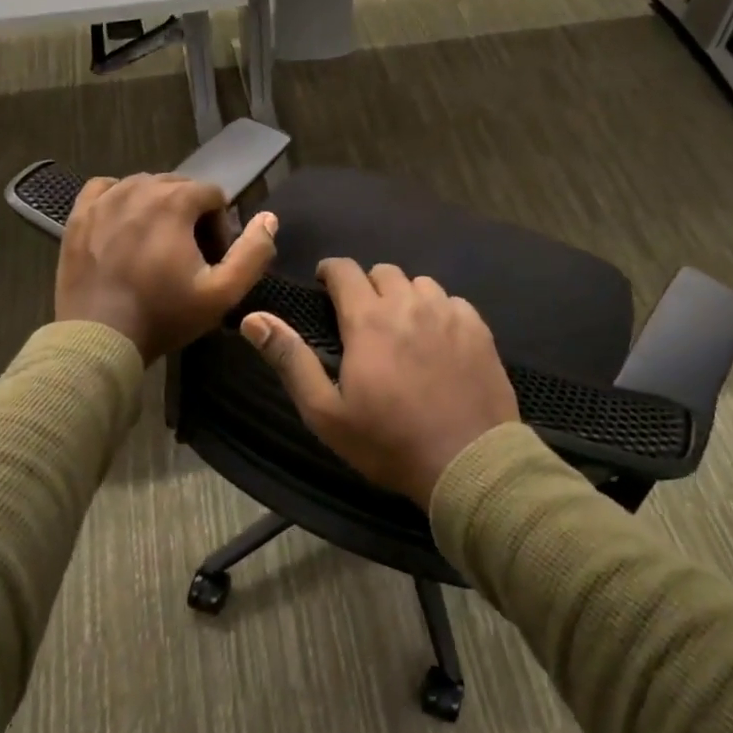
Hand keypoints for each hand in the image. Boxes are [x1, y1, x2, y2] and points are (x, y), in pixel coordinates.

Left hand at [56, 174, 277, 362]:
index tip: (212, 259)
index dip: (220, 225)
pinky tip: (124, 226)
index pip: (212, 194)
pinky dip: (120, 200)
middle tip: (188, 256)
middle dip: (191, 214)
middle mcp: (138, 189)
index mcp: (174, 202)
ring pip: (144, 186)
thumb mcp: (223, 293)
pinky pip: (105, 189)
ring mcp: (104, 200)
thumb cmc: (164, 315)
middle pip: (179, 186)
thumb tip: (269, 218)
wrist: (98, 338)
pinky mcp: (79, 215)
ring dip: (158, 207)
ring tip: (157, 246)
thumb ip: (253, 253)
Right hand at [240, 259, 518, 507]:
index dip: (330, 271)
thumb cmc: (388, 441)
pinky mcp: (479, 328)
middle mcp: (409, 303)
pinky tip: (438, 338)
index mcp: (369, 319)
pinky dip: (439, 310)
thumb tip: (253, 318)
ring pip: (420, 283)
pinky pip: (453, 301)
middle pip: (383, 271)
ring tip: (401, 325)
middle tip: (362, 315)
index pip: (344, 270)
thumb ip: (290, 359)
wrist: (468, 463)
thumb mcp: (326, 411)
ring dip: (404, 296)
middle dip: (366, 285)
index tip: (324, 284)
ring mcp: (449, 313)